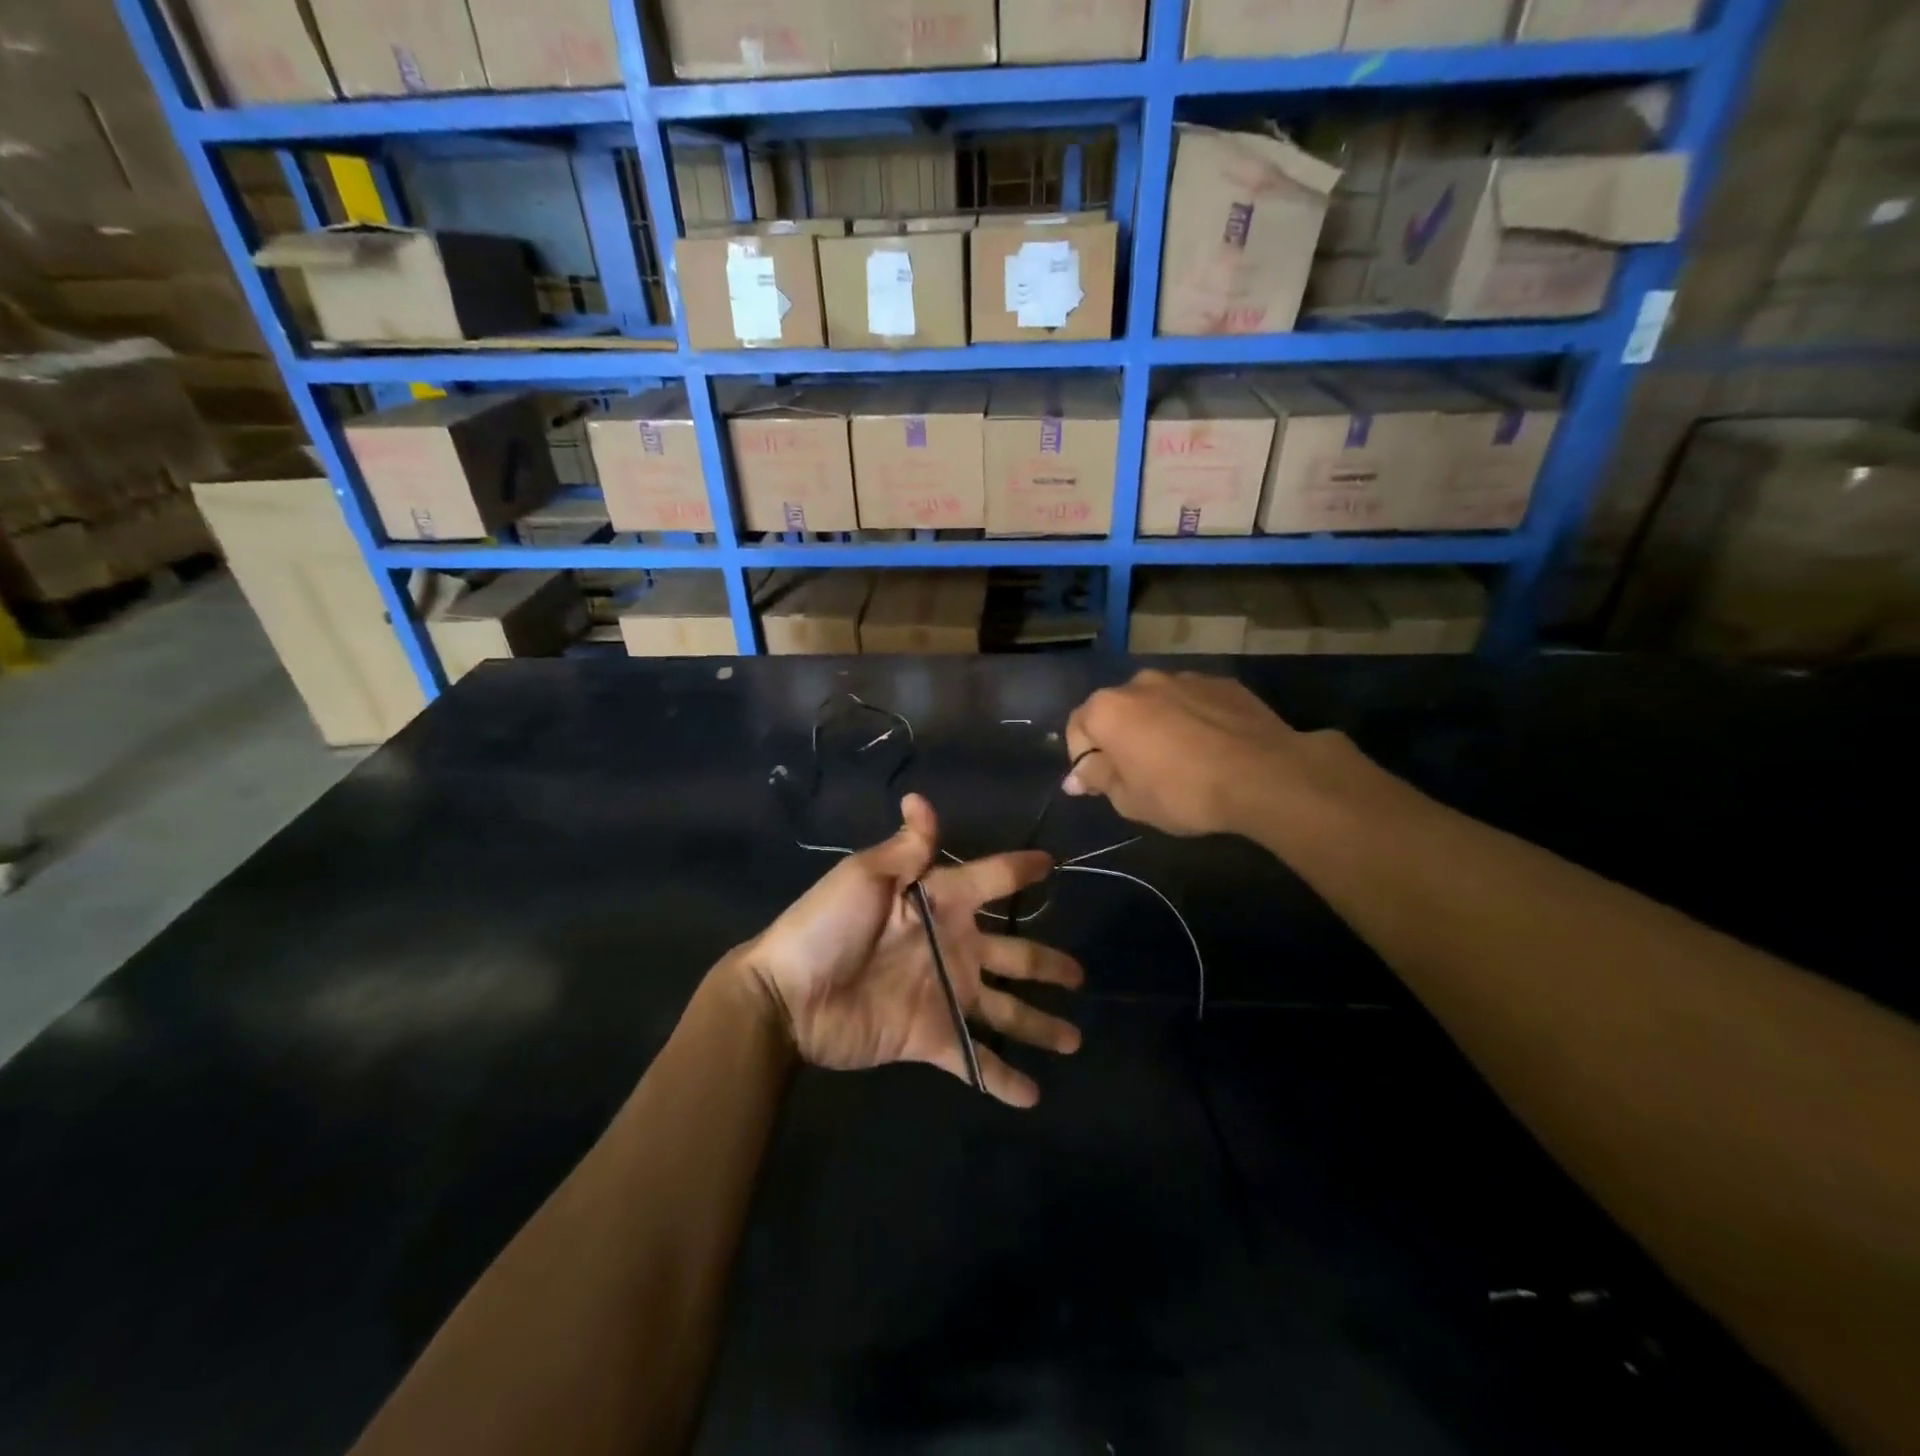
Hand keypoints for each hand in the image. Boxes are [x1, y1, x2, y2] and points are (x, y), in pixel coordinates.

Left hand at [741, 794, 1083, 1107]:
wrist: (786, 997)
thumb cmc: (825, 926)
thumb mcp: (864, 877)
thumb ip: (905, 849)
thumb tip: (919, 798)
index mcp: (939, 901)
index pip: (990, 880)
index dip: (1019, 870)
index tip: (1052, 865)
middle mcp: (951, 946)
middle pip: (1013, 954)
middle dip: (1047, 964)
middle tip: (1078, 976)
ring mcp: (944, 994)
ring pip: (1005, 1009)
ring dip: (1039, 1025)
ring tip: (1074, 1041)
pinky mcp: (932, 1037)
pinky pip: (975, 1059)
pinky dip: (1002, 1079)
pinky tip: (1033, 1096)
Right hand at [1064, 669, 1353, 838]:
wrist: (1264, 775)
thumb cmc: (1183, 792)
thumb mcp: (1129, 800)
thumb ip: (1098, 779)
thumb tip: (1077, 775)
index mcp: (1108, 709)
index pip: (1077, 728)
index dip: (1083, 759)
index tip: (1098, 785)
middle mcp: (1140, 682)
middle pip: (1117, 710)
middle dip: (1120, 738)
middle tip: (1138, 773)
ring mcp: (1184, 678)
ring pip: (1157, 703)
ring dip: (1157, 726)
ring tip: (1180, 760)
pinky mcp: (1222, 683)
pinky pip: (1193, 702)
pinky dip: (1192, 720)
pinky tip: (1211, 748)